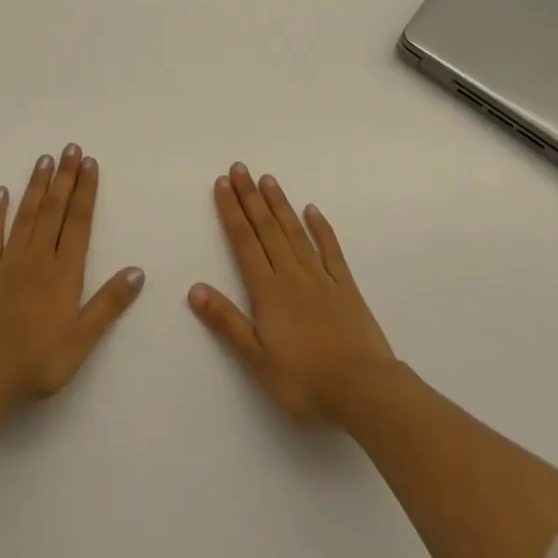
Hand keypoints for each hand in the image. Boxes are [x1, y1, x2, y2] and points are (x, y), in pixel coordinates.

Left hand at [0, 143, 144, 411]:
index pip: (78, 222)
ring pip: (26, 215)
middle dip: (64, 177)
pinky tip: (0, 192)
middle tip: (70, 147)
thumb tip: (138, 271)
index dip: (85, 191)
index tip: (90, 162)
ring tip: (44, 159)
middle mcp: (38, 257)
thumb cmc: (36, 362)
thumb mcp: (81, 340)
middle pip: (53, 210)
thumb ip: (108, 304)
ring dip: (36, 186)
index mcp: (64, 272)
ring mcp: (8, 261)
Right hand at [190, 162, 395, 423]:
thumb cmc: (304, 381)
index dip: (232, 211)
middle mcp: (291, 274)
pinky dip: (320, 228)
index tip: (223, 183)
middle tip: (240, 167)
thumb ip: (226, 322)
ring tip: (267, 178)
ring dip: (280, 204)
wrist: (363, 390)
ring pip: (295, 232)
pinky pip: (330, 249)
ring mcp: (321, 277)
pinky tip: (312, 210)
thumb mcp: (257, 359)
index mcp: (268, 291)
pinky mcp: (346, 286)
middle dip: (251, 197)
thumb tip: (195, 288)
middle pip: (267, 228)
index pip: (244, 242)